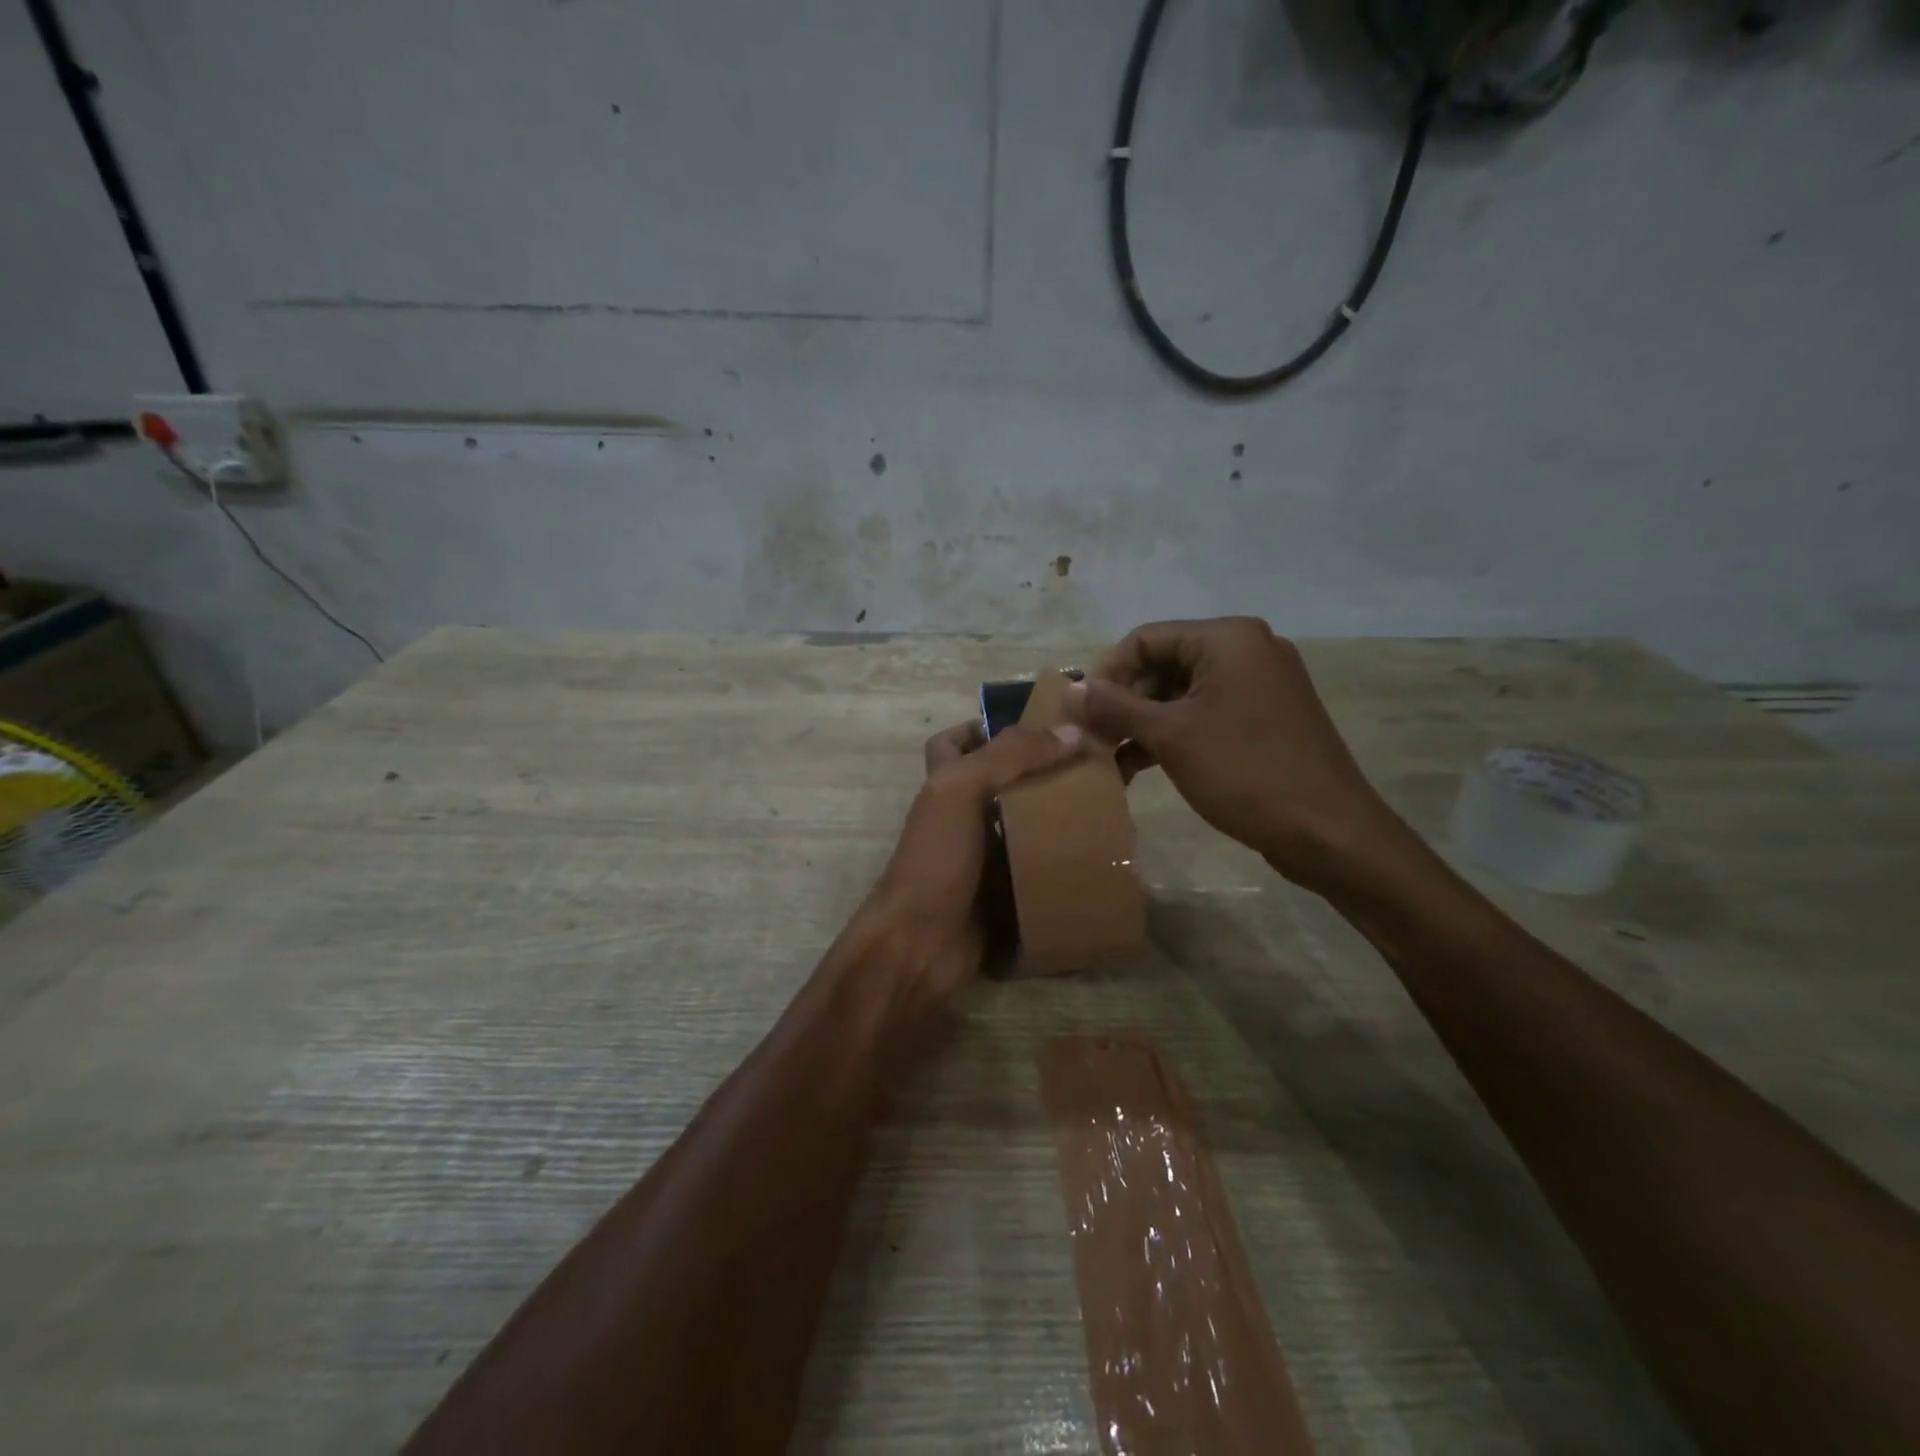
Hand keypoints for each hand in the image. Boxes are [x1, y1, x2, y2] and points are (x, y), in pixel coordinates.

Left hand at [866, 718, 1086, 1004]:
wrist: (920, 945)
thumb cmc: (935, 859)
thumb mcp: (962, 790)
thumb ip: (1010, 756)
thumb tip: (1071, 731)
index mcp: (946, 784)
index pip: (957, 741)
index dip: (985, 726)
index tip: (1035, 724)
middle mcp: (964, 815)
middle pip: (1003, 781)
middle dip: (1042, 771)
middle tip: (1093, 763)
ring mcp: (985, 856)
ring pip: (1026, 824)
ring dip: (1059, 815)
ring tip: (1108, 802)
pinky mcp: (1006, 891)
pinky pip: (1039, 867)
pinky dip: (1064, 860)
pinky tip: (1101, 852)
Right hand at [1074, 617, 1410, 895]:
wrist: (1328, 832)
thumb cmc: (1245, 772)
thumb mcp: (1170, 737)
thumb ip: (1116, 707)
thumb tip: (1073, 689)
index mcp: (1227, 639)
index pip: (1146, 638)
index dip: (1107, 672)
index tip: (1080, 712)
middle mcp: (1246, 650)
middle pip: (1163, 664)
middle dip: (1122, 702)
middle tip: (1092, 740)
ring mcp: (1258, 686)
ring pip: (1180, 694)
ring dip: (1141, 724)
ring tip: (1107, 760)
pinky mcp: (1263, 719)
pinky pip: (1204, 715)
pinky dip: (1170, 736)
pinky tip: (1137, 769)